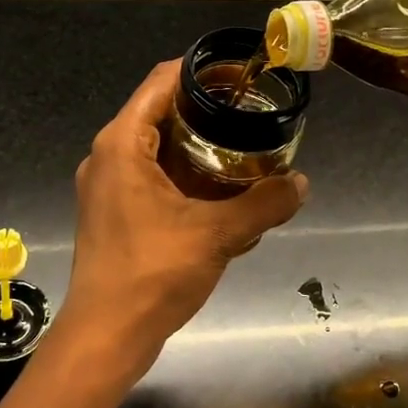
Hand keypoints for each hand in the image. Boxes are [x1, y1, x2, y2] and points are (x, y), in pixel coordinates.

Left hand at [56, 60, 307, 380]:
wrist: (105, 338)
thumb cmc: (152, 274)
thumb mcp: (217, 235)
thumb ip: (263, 204)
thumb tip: (302, 183)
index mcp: (122, 144)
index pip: (161, 82)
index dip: (201, 70)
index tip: (241, 74)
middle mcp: (108, 156)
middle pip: (160, 112)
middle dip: (206, 109)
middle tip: (251, 112)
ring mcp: (107, 186)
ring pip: (157, 148)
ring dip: (197, 146)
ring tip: (243, 148)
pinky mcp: (113, 213)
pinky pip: (152, 177)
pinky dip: (184, 176)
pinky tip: (220, 194)